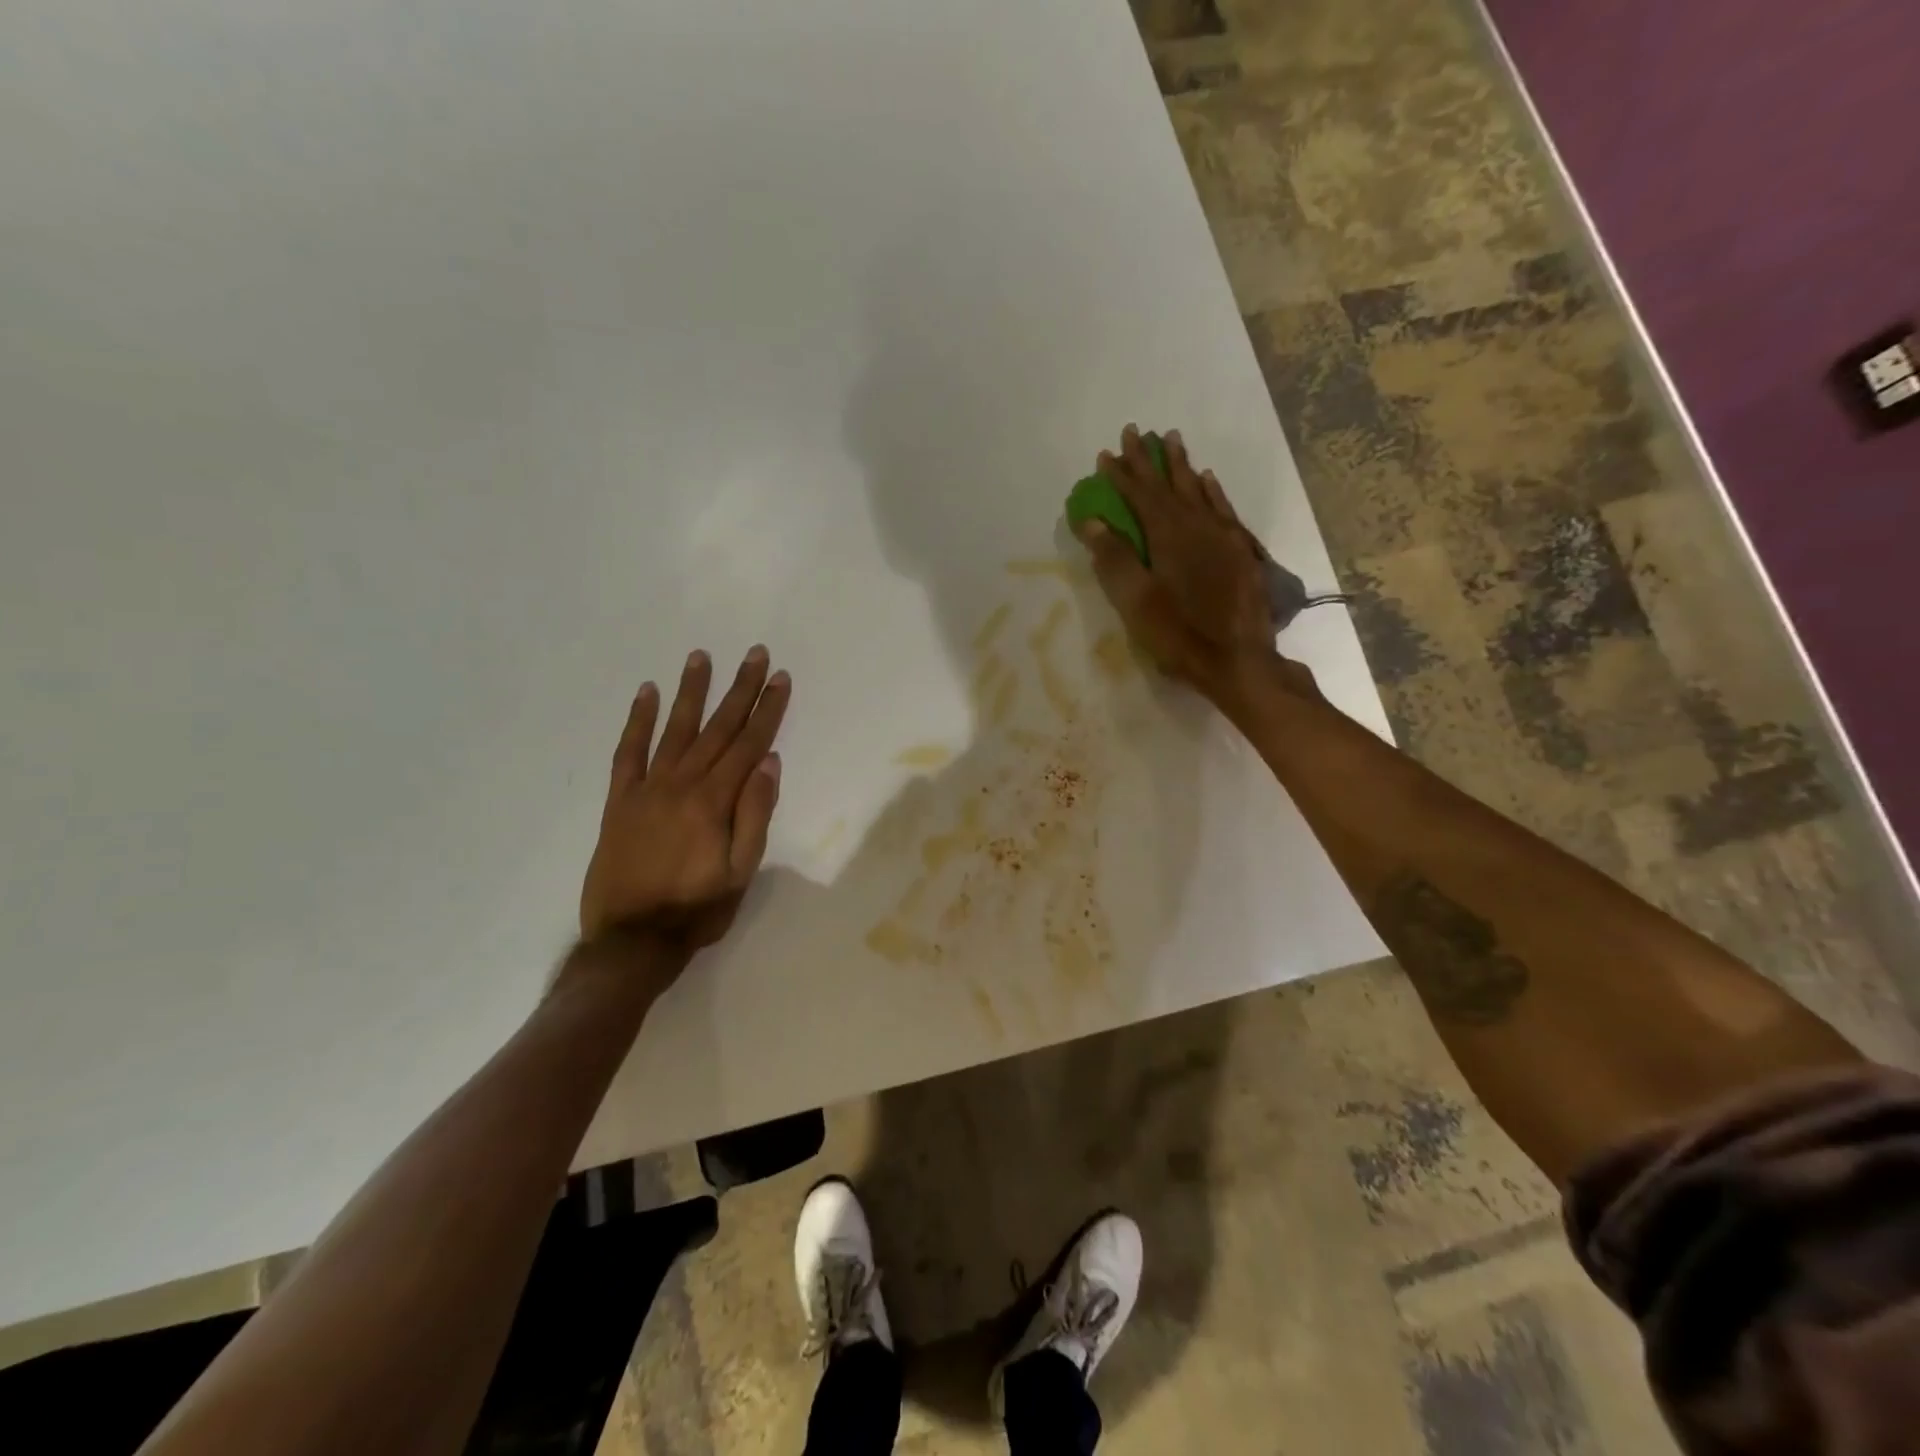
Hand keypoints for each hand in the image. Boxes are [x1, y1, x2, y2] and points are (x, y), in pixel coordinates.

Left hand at [580, 646, 789, 952]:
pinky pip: (628, 752)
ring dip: (691, 691)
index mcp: (714, 802)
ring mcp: (646, 789)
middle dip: (739, 689)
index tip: (780, 678)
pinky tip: (647, 693)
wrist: (630, 942)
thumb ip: (755, 815)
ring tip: (701, 656)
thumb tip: (769, 763)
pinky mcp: (620, 801)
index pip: (748, 745)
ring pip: (674, 730)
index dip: (767, 709)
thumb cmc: (696, 911)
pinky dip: (638, 721)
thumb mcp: (740, 872)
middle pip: (717, 728)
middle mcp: (680, 784)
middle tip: (754, 653)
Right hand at [1072, 425, 1282, 704]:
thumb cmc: (1179, 635)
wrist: (1239, 661)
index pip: (1140, 495)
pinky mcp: (1240, 552)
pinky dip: (1212, 491)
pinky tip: (1208, 479)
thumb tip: (1092, 520)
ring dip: (1181, 466)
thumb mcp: (1136, 602)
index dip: (1121, 474)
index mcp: (1168, 536)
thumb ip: (1114, 558)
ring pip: (1199, 490)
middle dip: (1149, 459)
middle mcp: (1198, 526)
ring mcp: (1223, 537)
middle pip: (1169, 485)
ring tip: (1170, 439)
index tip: (1105, 454)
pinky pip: (1223, 509)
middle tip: (1135, 431)